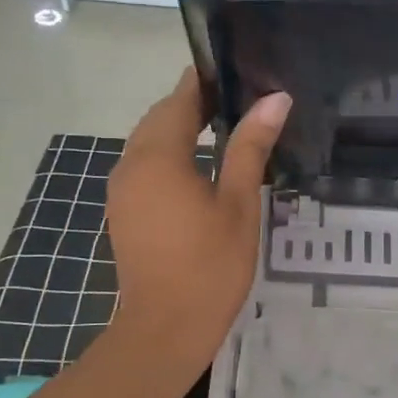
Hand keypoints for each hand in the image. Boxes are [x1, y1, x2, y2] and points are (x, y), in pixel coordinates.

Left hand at [106, 68, 290, 375]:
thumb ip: (250, 147)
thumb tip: (274, 99)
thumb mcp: (238, 204)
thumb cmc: (210, 266)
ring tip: (227, 128)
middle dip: (194, 103)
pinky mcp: (124, 210)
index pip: (179, 99)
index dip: (205, 80)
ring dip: (182, 129)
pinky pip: (146, 166)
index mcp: (158, 156)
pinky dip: (171, 155)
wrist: (165, 328)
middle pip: (161, 118)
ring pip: (150, 142)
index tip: (238, 69)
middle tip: (241, 99)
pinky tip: (202, 166)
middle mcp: (131, 164)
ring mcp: (122, 189)